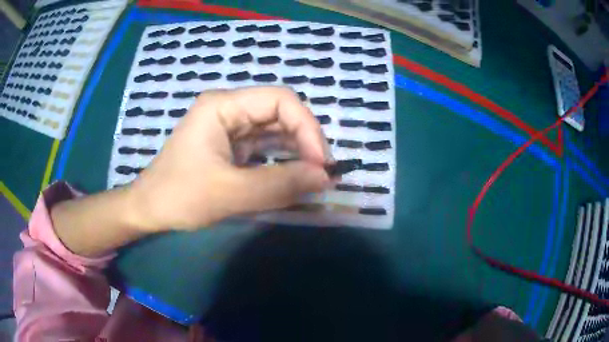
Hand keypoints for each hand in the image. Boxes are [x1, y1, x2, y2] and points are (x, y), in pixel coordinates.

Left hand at [128, 86, 331, 231]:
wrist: (149, 210)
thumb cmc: (179, 196)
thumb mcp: (230, 193)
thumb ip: (279, 184)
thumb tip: (326, 177)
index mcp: (222, 105)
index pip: (280, 100)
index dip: (307, 127)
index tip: (320, 164)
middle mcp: (229, 109)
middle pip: (280, 114)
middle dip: (305, 141)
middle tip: (321, 173)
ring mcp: (230, 128)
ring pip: (275, 131)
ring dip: (297, 153)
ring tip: (314, 177)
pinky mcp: (231, 147)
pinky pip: (265, 148)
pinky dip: (282, 162)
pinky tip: (295, 177)